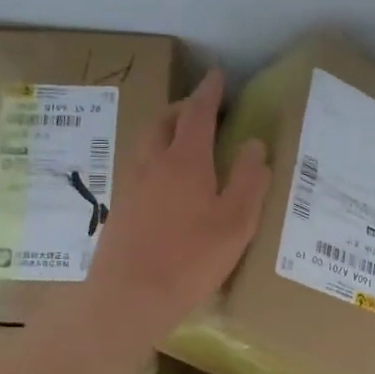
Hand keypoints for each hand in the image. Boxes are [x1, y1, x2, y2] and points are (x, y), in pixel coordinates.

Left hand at [87, 68, 271, 342]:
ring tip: (185, 142)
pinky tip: (166, 184)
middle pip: (164, 121)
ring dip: (166, 131)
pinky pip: (139, 168)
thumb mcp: (236, 223)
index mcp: (185, 161)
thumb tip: (254, 144)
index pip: (198, 113)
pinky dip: (156, 159)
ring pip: (147, 143)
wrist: (127, 298)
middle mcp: (152, 164)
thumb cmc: (190, 260)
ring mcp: (131, 186)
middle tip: (202, 109)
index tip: (218, 75)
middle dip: (183, 107)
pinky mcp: (121, 209)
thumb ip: (248, 181)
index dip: (210, 92)